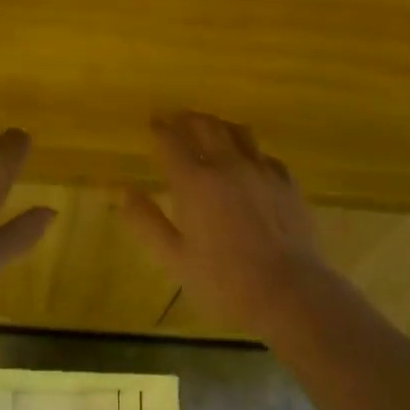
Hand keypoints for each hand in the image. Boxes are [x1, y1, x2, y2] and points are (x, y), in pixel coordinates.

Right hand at [121, 111, 331, 338]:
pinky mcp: (287, 182)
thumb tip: (121, 191)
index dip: (160, 128)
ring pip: (238, 132)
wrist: (288, 291)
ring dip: (219, 125)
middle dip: (188, 119)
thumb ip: (145, 221)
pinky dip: (248, 149)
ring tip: (210, 127)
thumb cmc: (224, 280)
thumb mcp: (174, 257)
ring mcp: (261, 170)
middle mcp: (228, 165)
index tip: (153, 122)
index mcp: (195, 182)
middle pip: (205, 127)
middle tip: (178, 118)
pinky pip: (263, 153)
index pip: (171, 141)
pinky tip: (248, 159)